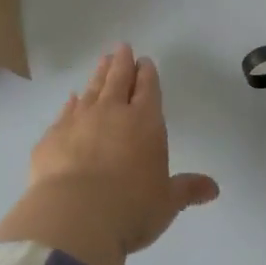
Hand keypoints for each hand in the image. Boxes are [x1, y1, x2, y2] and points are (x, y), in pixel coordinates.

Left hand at [0, 44, 218, 264]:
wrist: (74, 216)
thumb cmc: (131, 208)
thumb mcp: (166, 203)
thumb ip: (187, 190)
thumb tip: (213, 189)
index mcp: (145, 122)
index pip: (148, 89)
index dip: (147, 74)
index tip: (144, 61)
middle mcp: (112, 113)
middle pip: (118, 80)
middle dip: (122, 63)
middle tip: (122, 47)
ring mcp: (79, 121)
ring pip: (92, 89)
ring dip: (98, 74)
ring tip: (102, 61)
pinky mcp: (52, 136)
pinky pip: (65, 112)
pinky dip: (71, 103)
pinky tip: (71, 98)